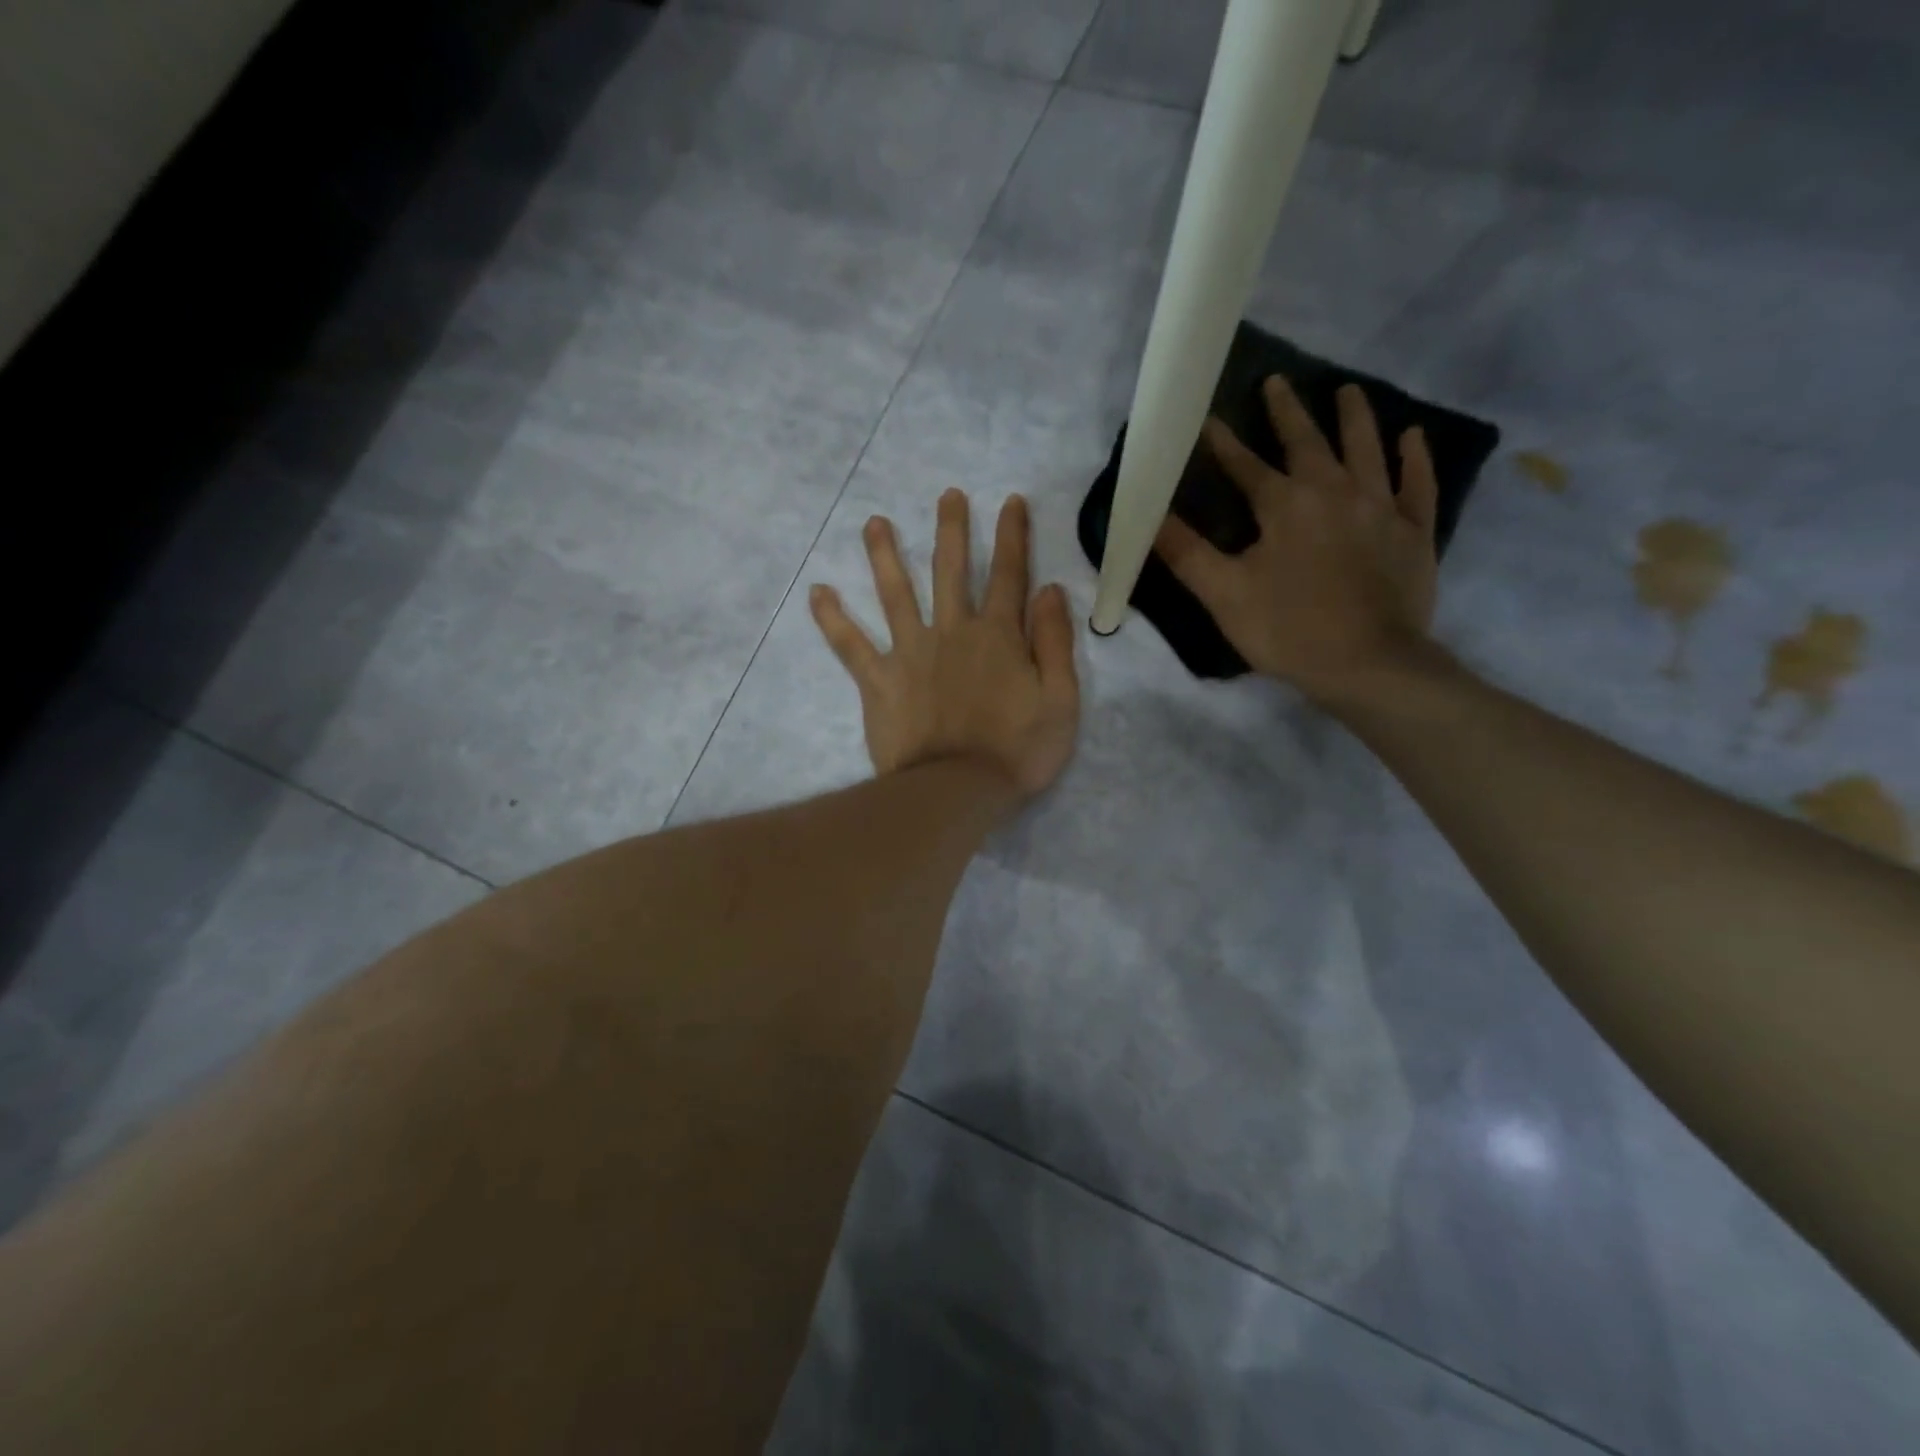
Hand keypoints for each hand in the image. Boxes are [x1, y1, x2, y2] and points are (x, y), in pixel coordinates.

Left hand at [810, 490, 1080, 800]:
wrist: (957, 791)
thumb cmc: (1017, 752)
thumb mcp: (1060, 701)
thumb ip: (1056, 643)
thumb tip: (1050, 589)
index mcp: (998, 636)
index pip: (1009, 575)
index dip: (1012, 536)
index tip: (1009, 502)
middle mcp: (952, 632)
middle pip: (951, 571)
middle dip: (951, 530)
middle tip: (946, 495)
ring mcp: (910, 653)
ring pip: (896, 594)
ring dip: (885, 555)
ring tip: (874, 523)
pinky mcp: (878, 680)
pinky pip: (850, 645)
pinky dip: (832, 619)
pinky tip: (817, 592)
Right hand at [1154, 376, 1440, 701]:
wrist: (1369, 663)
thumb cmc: (1288, 629)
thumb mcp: (1223, 593)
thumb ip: (1186, 552)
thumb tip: (1148, 516)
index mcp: (1286, 505)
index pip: (1247, 466)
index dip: (1223, 443)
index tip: (1206, 418)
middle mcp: (1335, 492)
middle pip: (1310, 442)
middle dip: (1289, 412)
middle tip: (1279, 382)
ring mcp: (1382, 508)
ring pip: (1368, 449)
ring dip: (1355, 418)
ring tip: (1348, 391)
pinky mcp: (1415, 532)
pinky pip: (1418, 485)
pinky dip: (1415, 459)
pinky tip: (1412, 438)